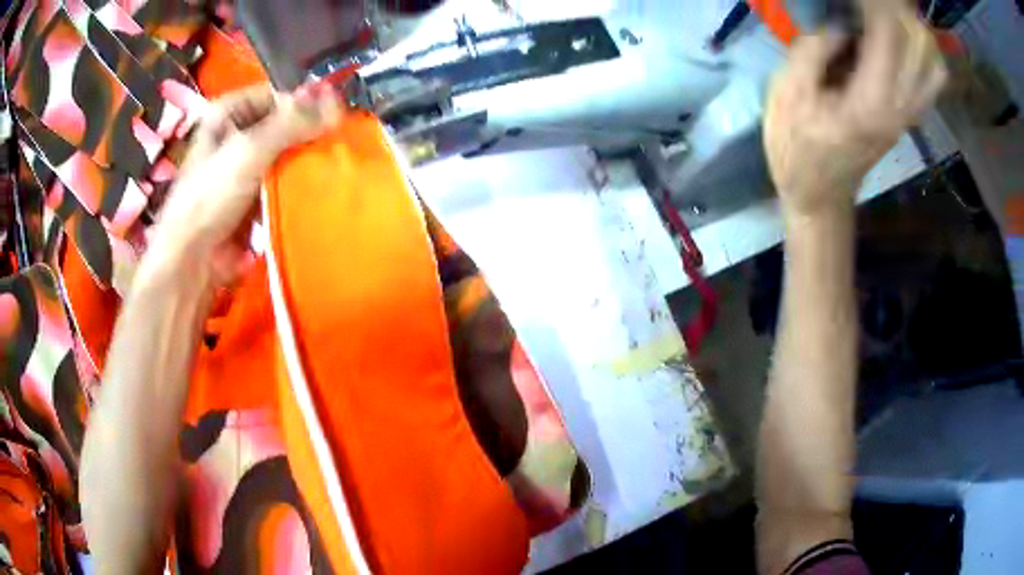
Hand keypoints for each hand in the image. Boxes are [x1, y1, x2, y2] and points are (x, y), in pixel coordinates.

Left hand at [142, 83, 341, 287]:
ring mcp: (242, 168)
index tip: (330, 120)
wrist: (192, 261)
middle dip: (306, 136)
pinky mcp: (251, 198)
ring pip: (283, 155)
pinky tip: (316, 189)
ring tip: (330, 168)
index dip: (302, 105)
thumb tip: (338, 101)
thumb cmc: (210, 197)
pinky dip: (296, 185)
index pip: (276, 96)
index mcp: (228, 113)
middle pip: (281, 126)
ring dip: (303, 163)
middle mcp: (235, 135)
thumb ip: (292, 123)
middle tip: (335, 146)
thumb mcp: (249, 150)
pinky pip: (280, 182)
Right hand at [764, 3, 947, 218]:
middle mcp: (901, 104)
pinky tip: (902, 34)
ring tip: (885, 12)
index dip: (873, 1)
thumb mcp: (789, 90)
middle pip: (918, 40)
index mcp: (871, 99)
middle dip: (896, 7)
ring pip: (932, 58)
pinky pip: (932, 75)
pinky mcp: (911, 113)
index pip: (887, 30)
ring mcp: (910, 111)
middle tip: (871, 1)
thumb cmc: (796, 143)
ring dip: (913, 25)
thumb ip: (815, 48)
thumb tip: (841, 20)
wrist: (819, 192)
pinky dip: (923, 47)